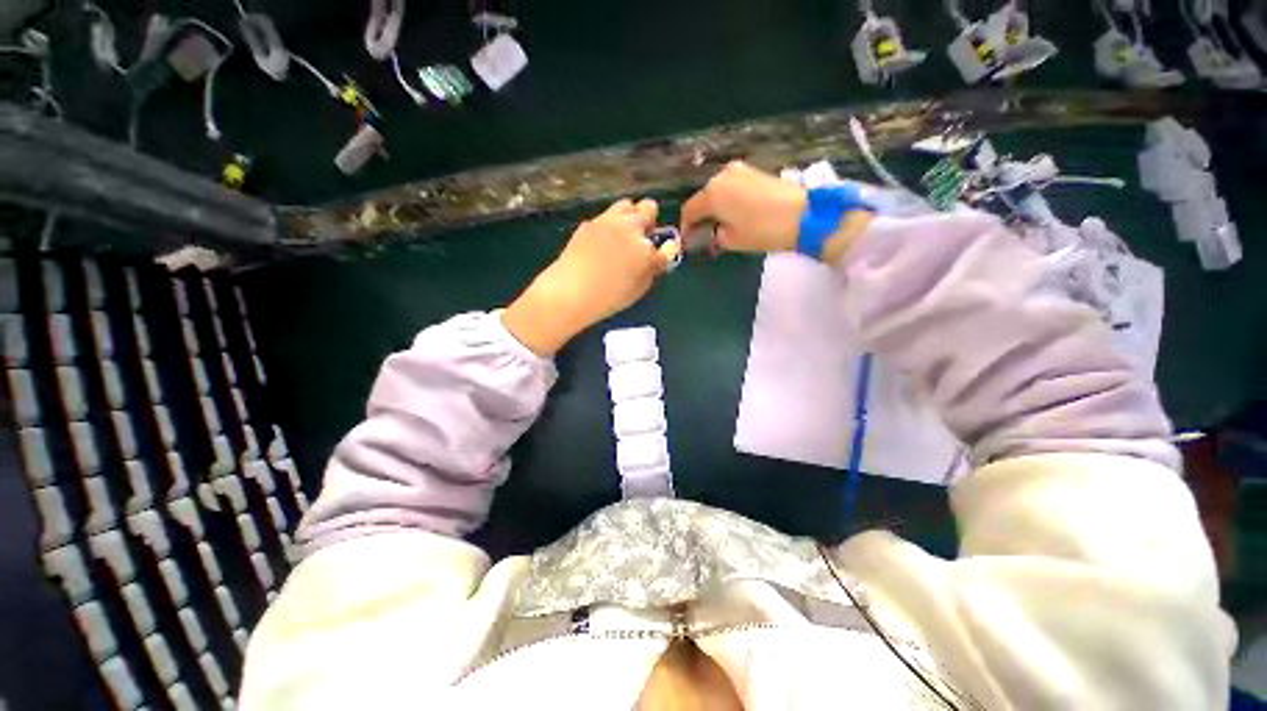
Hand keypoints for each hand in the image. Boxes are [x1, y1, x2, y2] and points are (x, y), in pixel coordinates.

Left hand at [503, 199, 671, 355]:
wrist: (570, 292)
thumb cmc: (608, 298)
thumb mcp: (638, 290)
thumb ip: (651, 271)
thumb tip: (655, 259)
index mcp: (646, 250)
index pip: (668, 242)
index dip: (667, 248)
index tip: (661, 254)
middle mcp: (631, 228)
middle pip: (649, 208)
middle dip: (649, 221)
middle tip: (642, 239)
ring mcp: (608, 221)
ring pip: (627, 204)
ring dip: (630, 216)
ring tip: (623, 234)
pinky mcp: (590, 222)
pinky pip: (606, 216)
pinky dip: (610, 225)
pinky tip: (602, 242)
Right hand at [680, 161, 873, 262]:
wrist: (803, 215)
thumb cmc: (761, 230)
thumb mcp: (731, 240)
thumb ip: (713, 236)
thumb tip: (710, 233)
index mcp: (712, 193)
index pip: (689, 210)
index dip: (686, 228)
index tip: (688, 242)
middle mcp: (722, 176)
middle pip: (703, 199)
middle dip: (701, 218)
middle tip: (705, 237)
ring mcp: (740, 170)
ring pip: (718, 192)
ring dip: (715, 209)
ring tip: (721, 227)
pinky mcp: (755, 171)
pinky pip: (732, 187)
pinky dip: (728, 201)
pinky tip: (735, 215)